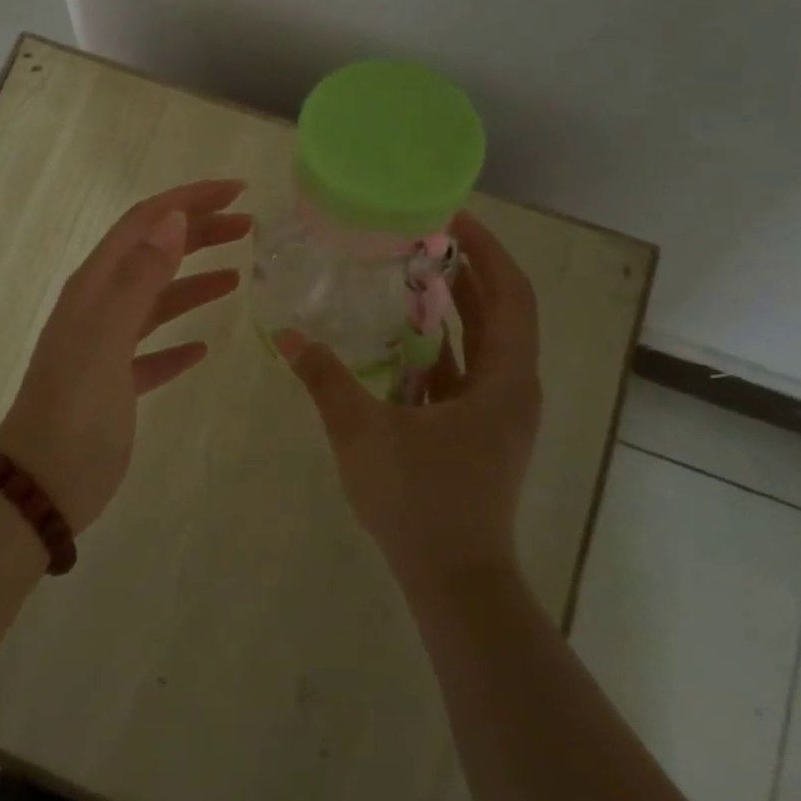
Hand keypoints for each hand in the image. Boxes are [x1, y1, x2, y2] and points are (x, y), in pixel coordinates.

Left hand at [0, 179, 251, 533]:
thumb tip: (173, 218)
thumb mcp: (106, 338)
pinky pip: (153, 352)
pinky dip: (178, 342)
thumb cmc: (75, 409)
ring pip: (156, 301)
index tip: (237, 192)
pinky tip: (203, 348)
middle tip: (248, 228)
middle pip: (153, 254)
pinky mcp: (115, 385)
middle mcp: (98, 308)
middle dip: (199, 233)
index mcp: (94, 287)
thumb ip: (138, 278)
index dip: (188, 200)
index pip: (144, 223)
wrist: (41, 485)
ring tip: (237, 277)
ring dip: (194, 282)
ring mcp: (105, 347)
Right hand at [275, 211, 541, 588]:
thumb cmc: (420, 500)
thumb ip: (326, 379)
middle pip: (499, 314)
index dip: (487, 251)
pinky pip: (463, 375)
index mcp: (504, 380)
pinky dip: (437, 350)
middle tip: (419, 238)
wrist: (454, 580)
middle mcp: (511, 389)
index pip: (511, 295)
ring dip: (449, 310)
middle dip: (464, 273)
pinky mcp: (478, 433)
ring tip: (405, 276)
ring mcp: (497, 414)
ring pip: (480, 345)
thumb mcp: (363, 432)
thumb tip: (288, 334)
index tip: (452, 219)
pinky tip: (397, 340)